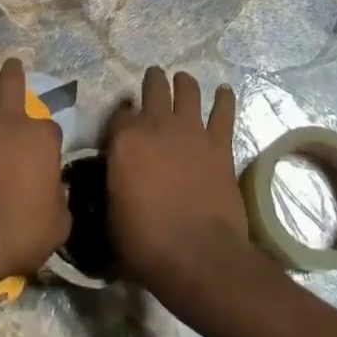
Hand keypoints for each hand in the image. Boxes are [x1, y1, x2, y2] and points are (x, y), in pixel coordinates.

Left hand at [0, 58, 69, 289]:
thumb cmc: (20, 229)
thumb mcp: (58, 224)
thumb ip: (58, 202)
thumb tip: (54, 197)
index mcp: (41, 136)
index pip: (51, 127)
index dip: (49, 139)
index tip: (47, 152)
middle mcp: (10, 120)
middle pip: (12, 81)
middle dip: (13, 71)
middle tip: (11, 64)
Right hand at [105, 68, 263, 314]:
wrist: (199, 256)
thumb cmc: (147, 244)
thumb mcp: (111, 218)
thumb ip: (112, 187)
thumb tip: (113, 180)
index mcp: (125, 140)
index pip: (119, 113)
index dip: (120, 117)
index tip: (122, 125)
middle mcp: (156, 124)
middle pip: (153, 86)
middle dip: (153, 81)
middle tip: (153, 80)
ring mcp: (191, 130)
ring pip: (187, 89)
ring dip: (184, 82)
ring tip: (183, 80)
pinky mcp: (219, 143)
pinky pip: (223, 111)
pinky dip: (224, 99)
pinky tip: (224, 91)